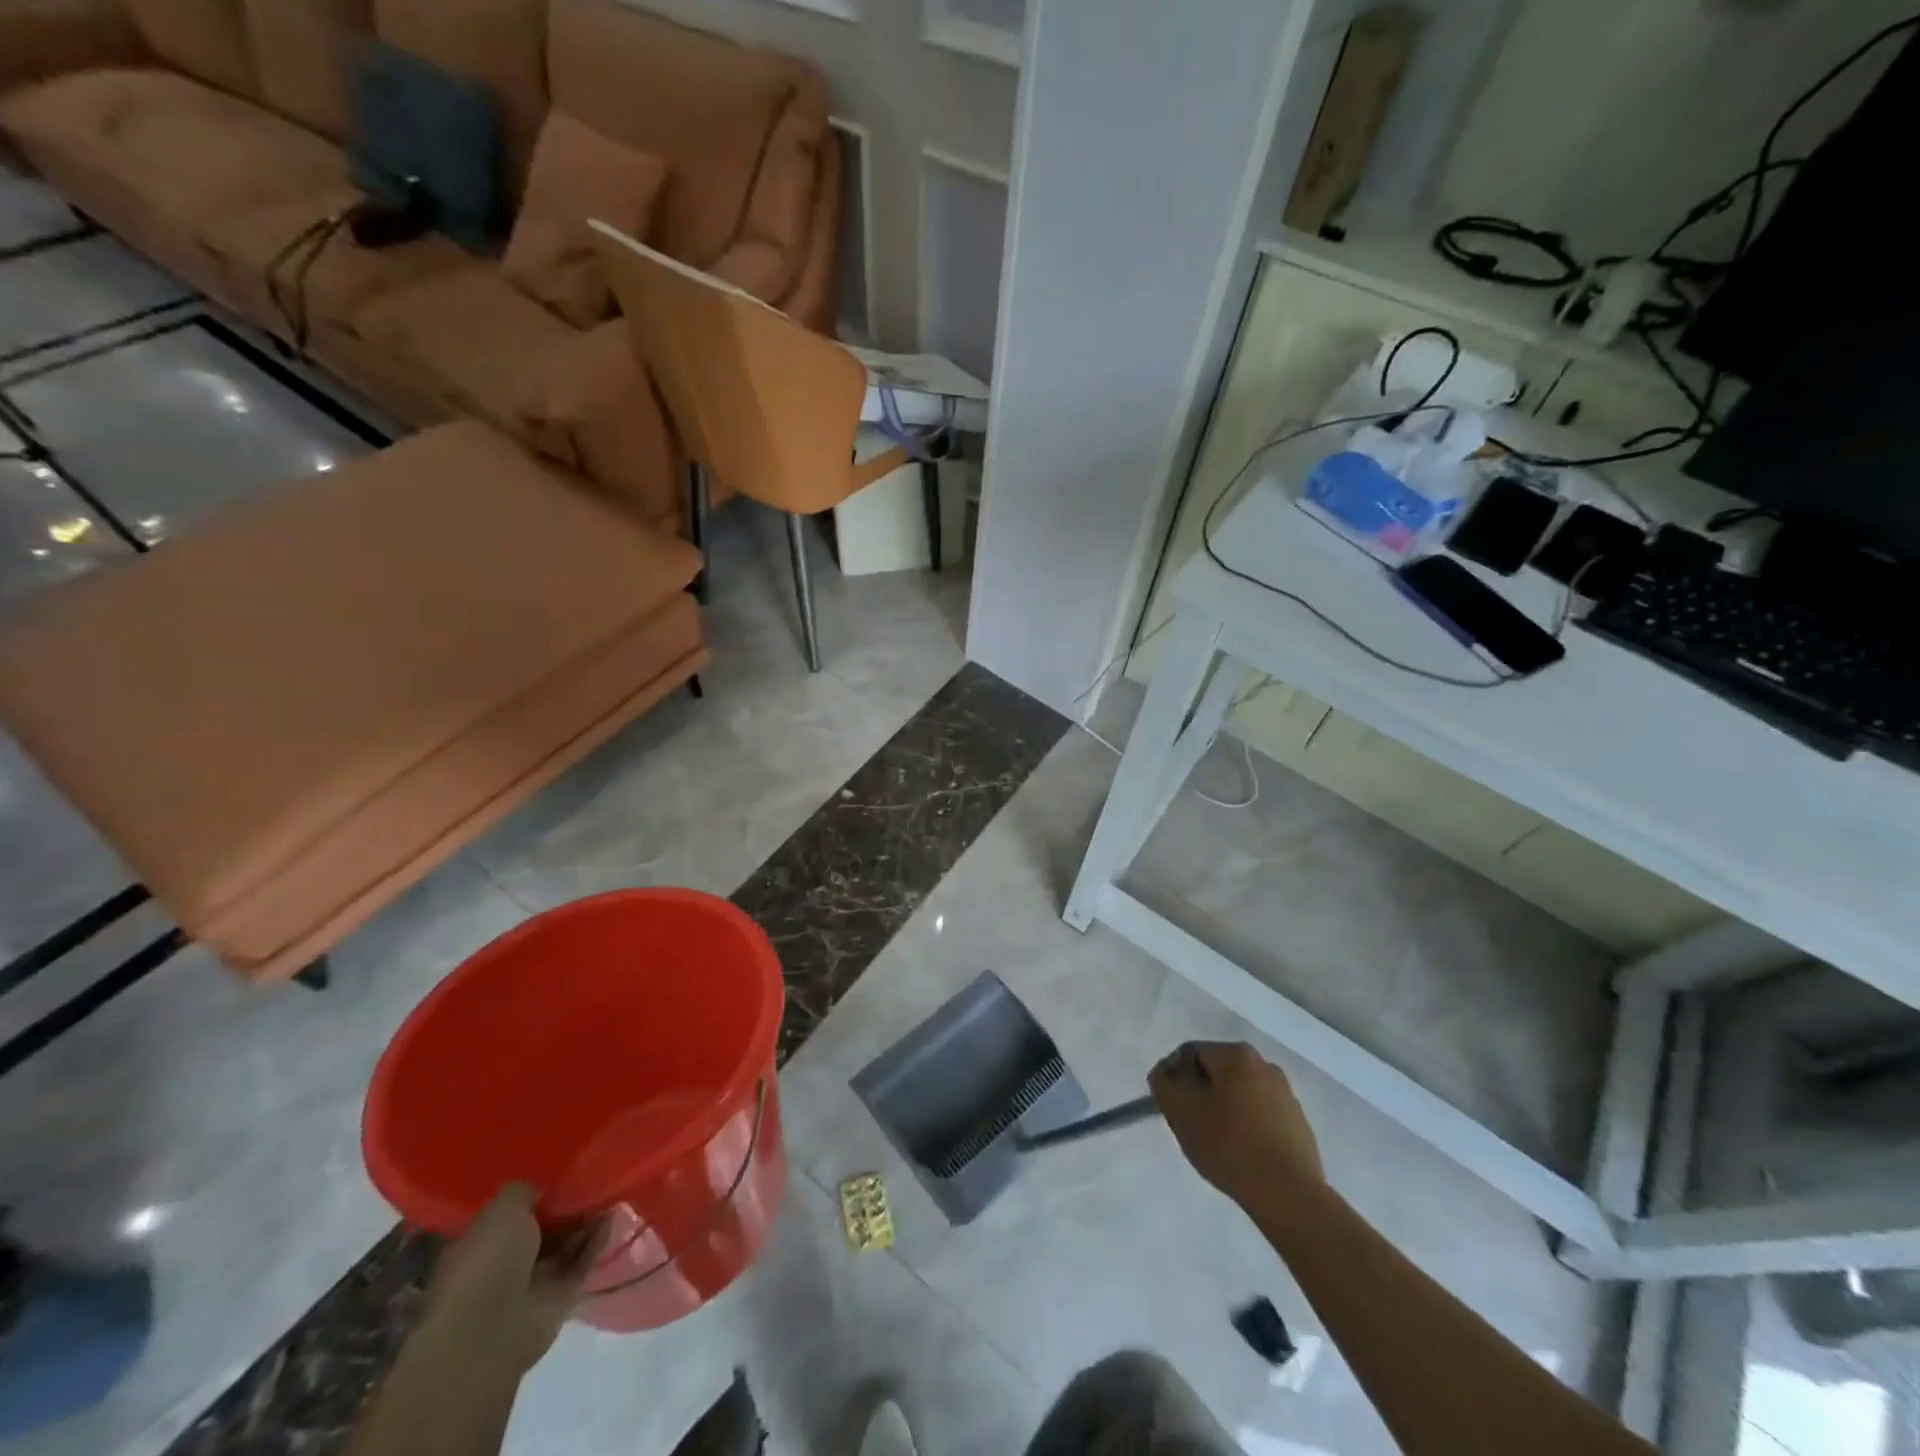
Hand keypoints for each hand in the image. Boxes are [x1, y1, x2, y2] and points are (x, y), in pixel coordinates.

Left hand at [414, 1184, 605, 1378]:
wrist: (489, 1333)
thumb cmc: (486, 1263)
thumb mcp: (502, 1209)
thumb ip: (526, 1191)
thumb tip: (546, 1189)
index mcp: (482, 1243)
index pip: (515, 1213)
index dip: (540, 1194)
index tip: (566, 1174)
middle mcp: (505, 1263)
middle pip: (544, 1228)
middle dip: (569, 1207)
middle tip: (595, 1181)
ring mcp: (532, 1283)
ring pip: (566, 1244)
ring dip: (587, 1222)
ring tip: (611, 1194)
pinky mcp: (559, 1299)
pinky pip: (582, 1263)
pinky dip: (597, 1242)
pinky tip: (612, 1219)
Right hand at [1150, 1042, 1323, 1203]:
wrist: (1289, 1195)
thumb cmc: (1229, 1144)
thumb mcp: (1181, 1111)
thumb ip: (1165, 1085)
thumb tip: (1166, 1076)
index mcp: (1237, 1055)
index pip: (1190, 1053)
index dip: (1172, 1076)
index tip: (1167, 1105)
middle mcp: (1265, 1065)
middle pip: (1216, 1073)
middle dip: (1197, 1094)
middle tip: (1187, 1124)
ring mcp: (1286, 1095)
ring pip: (1238, 1094)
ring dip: (1221, 1111)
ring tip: (1213, 1142)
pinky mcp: (1298, 1124)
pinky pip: (1259, 1116)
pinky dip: (1244, 1127)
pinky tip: (1239, 1153)